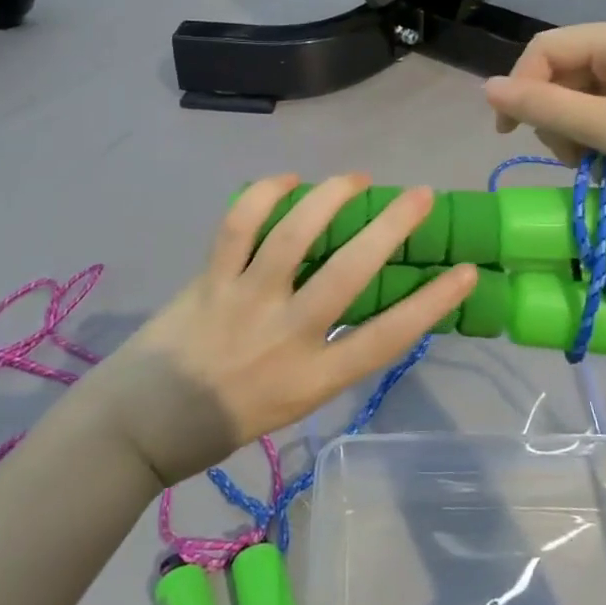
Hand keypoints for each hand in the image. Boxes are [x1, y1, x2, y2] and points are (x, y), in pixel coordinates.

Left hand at [72, 176, 477, 486]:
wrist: (140, 426)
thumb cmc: (222, 421)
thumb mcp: (291, 400)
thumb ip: (324, 353)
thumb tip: (352, 297)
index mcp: (312, 378)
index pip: (387, 337)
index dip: (431, 303)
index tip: (465, 272)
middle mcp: (285, 336)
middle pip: (350, 273)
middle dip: (392, 228)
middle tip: (420, 196)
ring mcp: (244, 302)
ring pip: (295, 235)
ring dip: (331, 197)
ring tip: (356, 178)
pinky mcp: (209, 279)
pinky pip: (238, 224)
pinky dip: (265, 193)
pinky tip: (288, 180)